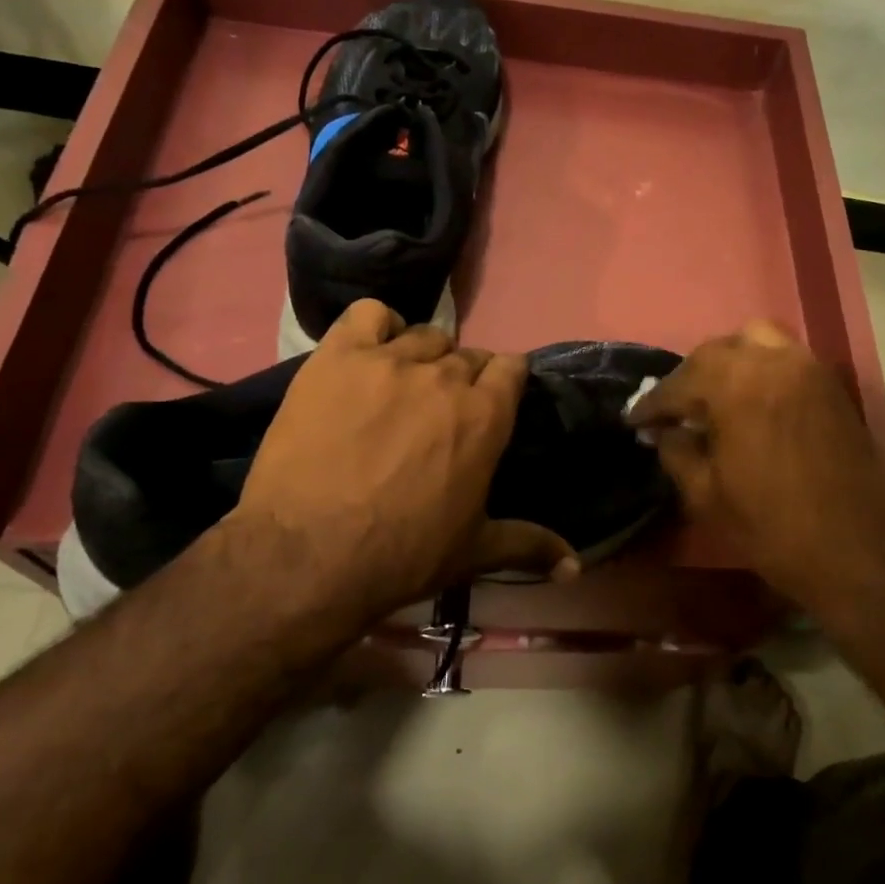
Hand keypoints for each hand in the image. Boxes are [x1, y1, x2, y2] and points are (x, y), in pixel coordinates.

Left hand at [225, 301, 576, 626]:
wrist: (307, 556)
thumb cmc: (401, 554)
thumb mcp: (473, 552)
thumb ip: (531, 545)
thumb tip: (577, 568)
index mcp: (486, 415)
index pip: (512, 367)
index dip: (504, 382)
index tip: (491, 402)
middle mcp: (445, 376)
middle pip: (467, 354)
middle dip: (462, 378)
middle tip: (439, 412)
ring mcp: (389, 361)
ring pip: (423, 335)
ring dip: (422, 356)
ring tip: (401, 387)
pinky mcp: (338, 357)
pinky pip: (369, 315)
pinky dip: (375, 327)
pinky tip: (368, 355)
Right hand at [626, 321, 884, 617]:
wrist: (859, 551)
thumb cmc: (773, 527)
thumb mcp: (706, 495)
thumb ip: (676, 451)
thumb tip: (665, 431)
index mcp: (737, 384)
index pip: (680, 382)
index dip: (653, 403)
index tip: (634, 420)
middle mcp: (774, 361)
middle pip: (717, 351)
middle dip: (689, 378)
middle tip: (672, 411)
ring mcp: (809, 368)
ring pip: (756, 342)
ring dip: (728, 363)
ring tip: (713, 398)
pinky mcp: (832, 385)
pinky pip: (785, 359)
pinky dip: (760, 369)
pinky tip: (749, 403)